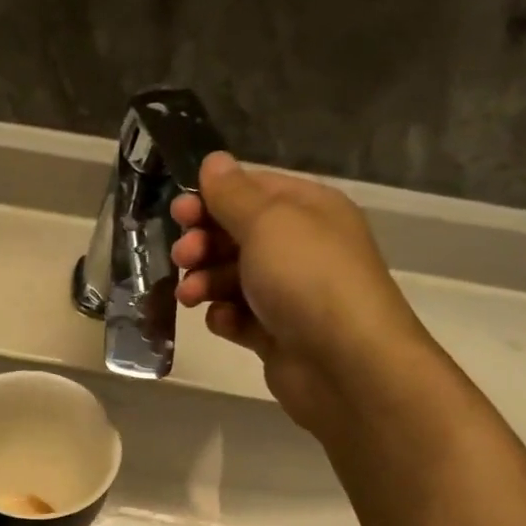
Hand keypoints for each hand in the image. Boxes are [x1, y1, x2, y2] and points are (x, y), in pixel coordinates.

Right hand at [170, 152, 432, 440]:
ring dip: (205, 281)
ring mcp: (289, 292)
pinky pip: (239, 316)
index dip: (212, 198)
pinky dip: (225, 317)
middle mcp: (300, 247)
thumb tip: (214, 161)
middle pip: (237, 234)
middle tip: (183, 256)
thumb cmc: (307, 278)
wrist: (346, 365)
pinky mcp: (277, 333)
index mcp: (307, 209)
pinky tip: (222, 321)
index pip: (252, 189)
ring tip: (191, 296)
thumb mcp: (267, 222)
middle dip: (203, 243)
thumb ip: (233, 193)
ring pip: (232, 277)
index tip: (179, 212)